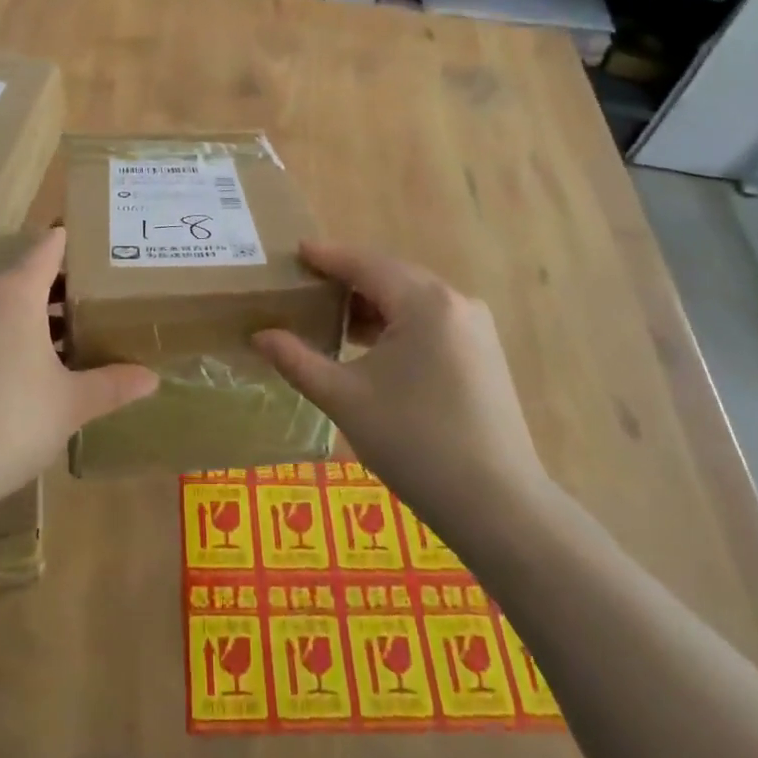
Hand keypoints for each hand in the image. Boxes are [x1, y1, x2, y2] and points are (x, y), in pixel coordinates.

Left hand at [0, 228, 158, 513]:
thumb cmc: (7, 421)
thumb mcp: (70, 404)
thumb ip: (112, 385)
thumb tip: (152, 378)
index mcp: (14, 293)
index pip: (49, 248)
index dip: (77, 244)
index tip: (106, 250)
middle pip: (27, 278)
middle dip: (65, 291)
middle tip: (103, 304)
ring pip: (3, 308)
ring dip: (37, 320)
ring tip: (74, 342)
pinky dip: (9, 341)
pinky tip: (29, 377)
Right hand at [251, 242, 553, 527]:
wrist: (498, 506)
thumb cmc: (415, 443)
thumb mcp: (345, 399)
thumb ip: (297, 360)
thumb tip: (259, 336)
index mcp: (424, 302)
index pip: (364, 264)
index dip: (327, 257)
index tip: (294, 251)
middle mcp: (455, 301)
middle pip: (390, 276)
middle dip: (346, 280)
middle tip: (304, 287)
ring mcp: (475, 327)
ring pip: (411, 299)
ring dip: (372, 304)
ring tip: (330, 318)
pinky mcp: (483, 353)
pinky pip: (430, 320)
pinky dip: (396, 323)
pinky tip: (371, 346)